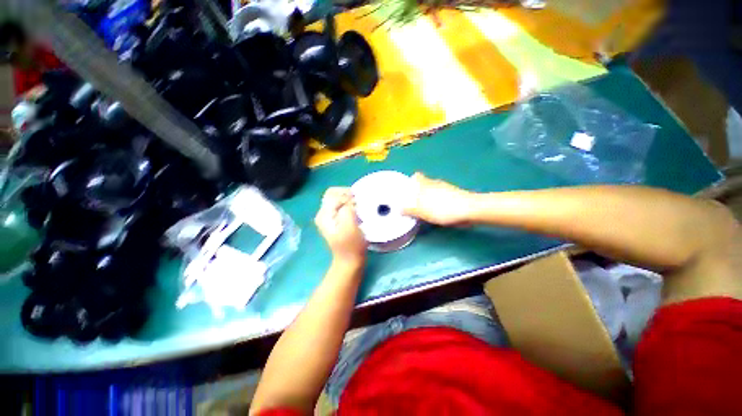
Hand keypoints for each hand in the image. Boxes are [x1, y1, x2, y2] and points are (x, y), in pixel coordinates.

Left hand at [315, 188, 366, 265]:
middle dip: (347, 194)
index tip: (357, 204)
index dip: (346, 196)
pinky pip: (341, 205)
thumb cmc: (351, 246)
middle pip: (333, 193)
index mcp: (323, 215)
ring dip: (349, 199)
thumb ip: (347, 210)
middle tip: (358, 202)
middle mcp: (323, 213)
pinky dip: (349, 204)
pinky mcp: (335, 220)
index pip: (333, 194)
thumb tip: (350, 200)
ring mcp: (329, 217)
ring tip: (358, 206)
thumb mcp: (349, 227)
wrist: (349, 261)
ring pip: (337, 198)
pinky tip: (356, 211)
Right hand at [403, 173, 473, 225]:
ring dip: (429, 198)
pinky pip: (442, 197)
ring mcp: (447, 189)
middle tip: (413, 203)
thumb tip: (399, 209)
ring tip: (424, 209)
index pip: (417, 176)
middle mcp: (436, 183)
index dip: (412, 180)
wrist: (470, 210)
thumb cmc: (443, 209)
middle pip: (425, 184)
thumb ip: (410, 209)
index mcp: (426, 184)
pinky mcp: (455, 196)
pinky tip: (438, 212)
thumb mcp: (422, 211)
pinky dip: (438, 202)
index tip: (408, 189)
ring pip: (434, 191)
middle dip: (419, 192)